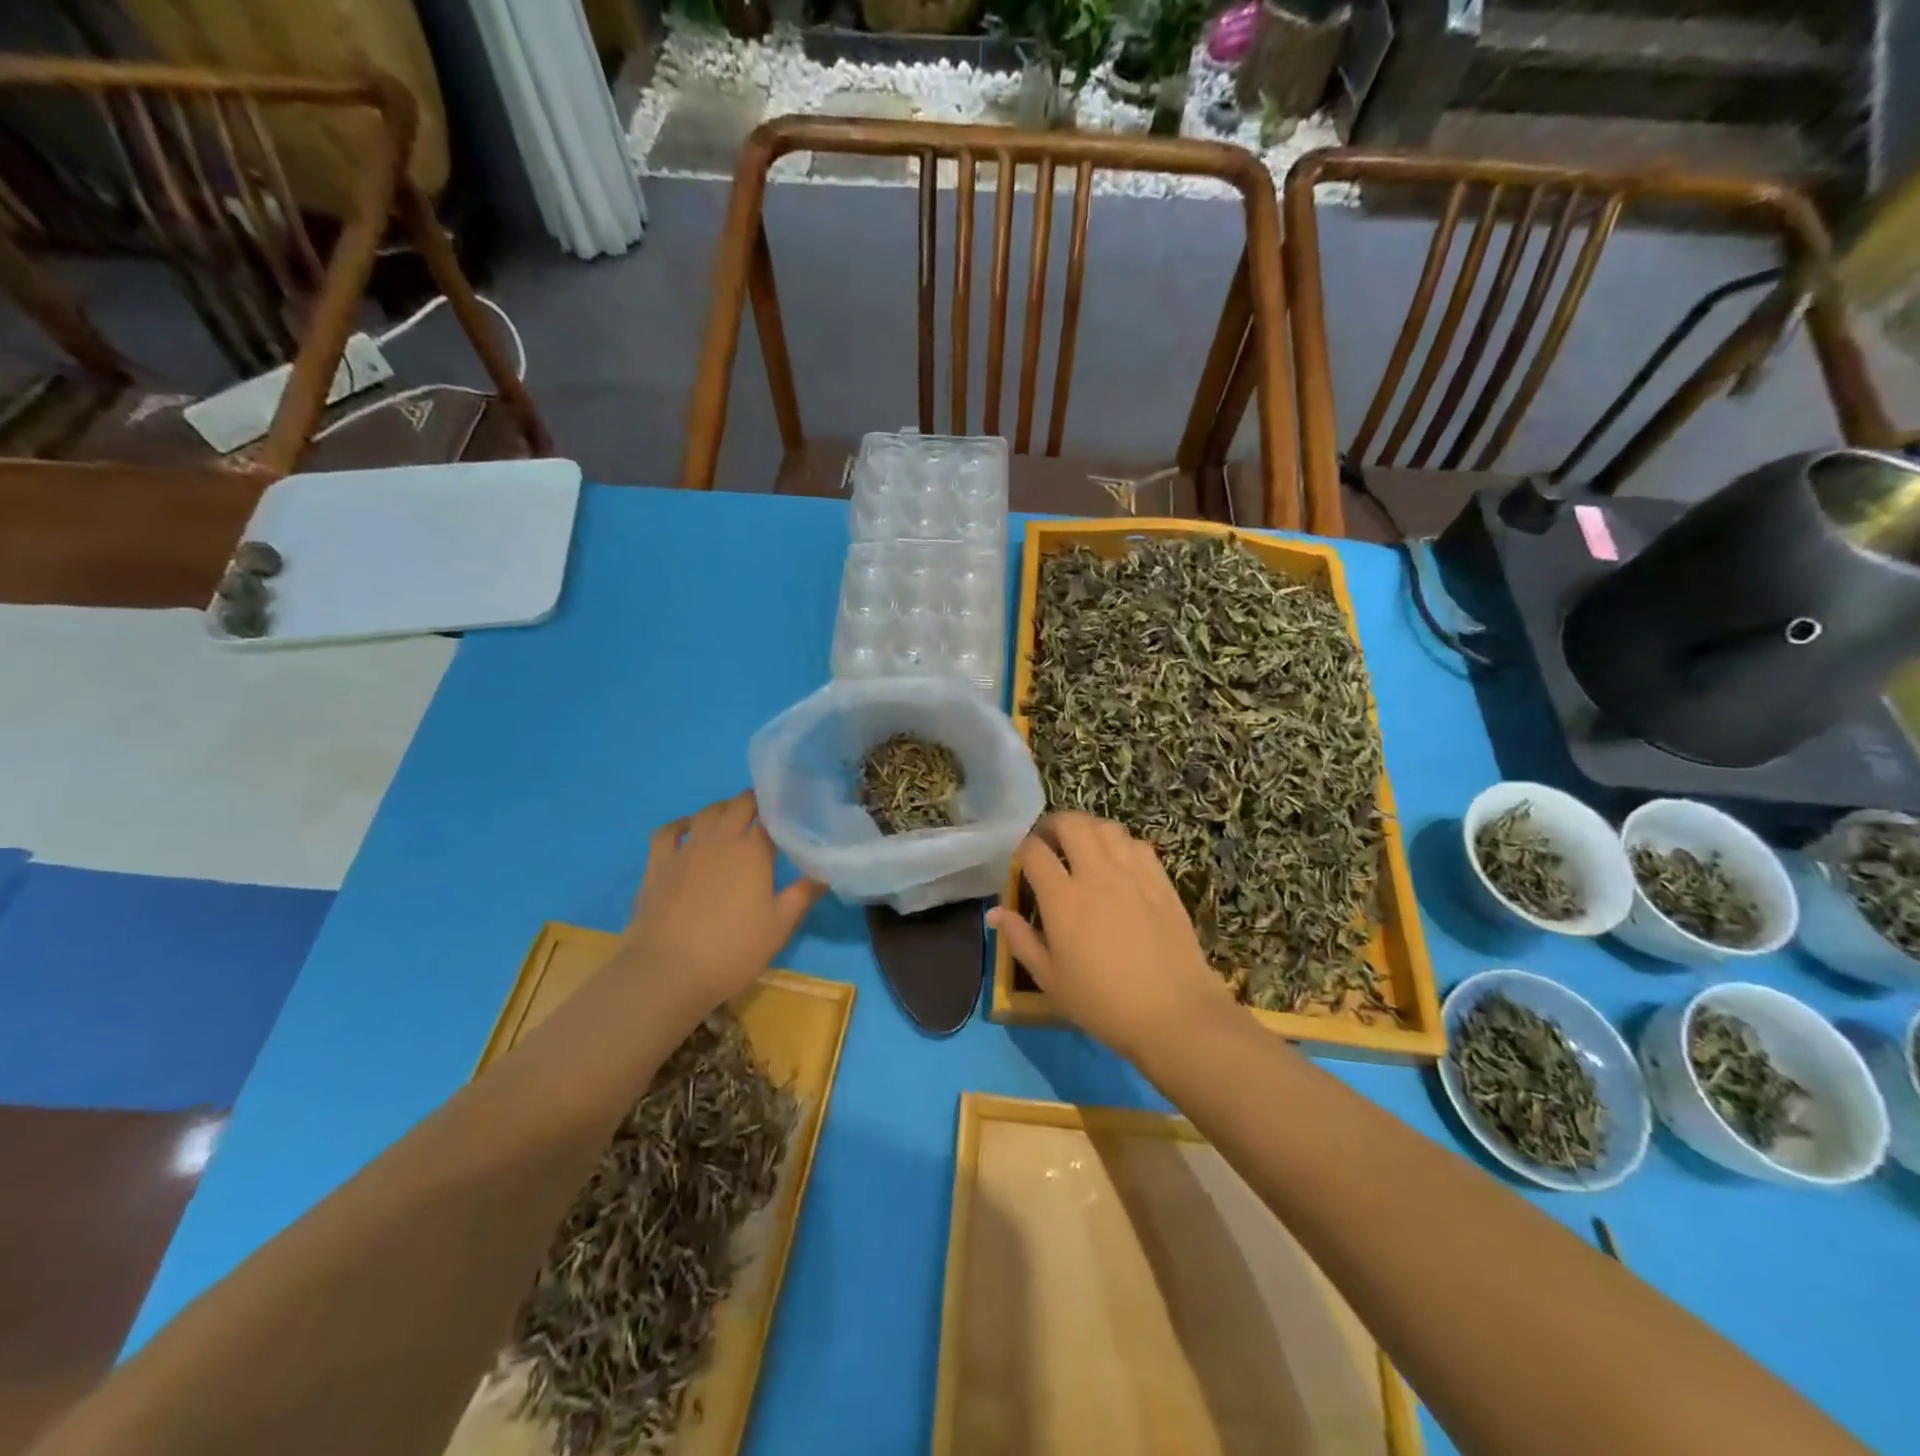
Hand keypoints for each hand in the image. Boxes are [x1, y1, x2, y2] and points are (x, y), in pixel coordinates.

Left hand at [621, 791, 823, 1007]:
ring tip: (732, 817)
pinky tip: (688, 829)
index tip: (792, 816)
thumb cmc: (732, 950)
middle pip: (739, 806)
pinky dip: (681, 824)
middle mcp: (720, 839)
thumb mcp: (779, 927)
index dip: (782, 813)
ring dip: (722, 809)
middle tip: (765, 813)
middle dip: (754, 802)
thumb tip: (824, 873)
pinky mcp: (658, 864)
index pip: (771, 818)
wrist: (667, 972)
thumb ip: (803, 895)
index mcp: (753, 851)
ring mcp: (686, 849)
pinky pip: (668, 832)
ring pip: (706, 813)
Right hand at [988, 811, 1231, 1061]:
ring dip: (1087, 828)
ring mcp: (1132, 874)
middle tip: (1047, 841)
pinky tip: (1116, 859)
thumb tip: (995, 912)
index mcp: (1063, 900)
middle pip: (1071, 824)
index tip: (1020, 862)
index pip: (1034, 852)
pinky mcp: (1160, 881)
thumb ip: (1020, 940)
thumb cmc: (1103, 1003)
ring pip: (1106, 827)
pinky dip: (1120, 842)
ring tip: (1080, 844)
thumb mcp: (1050, 979)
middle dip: (1053, 825)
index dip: (1022, 849)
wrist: (1174, 1014)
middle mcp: (1096, 875)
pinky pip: (1136, 844)